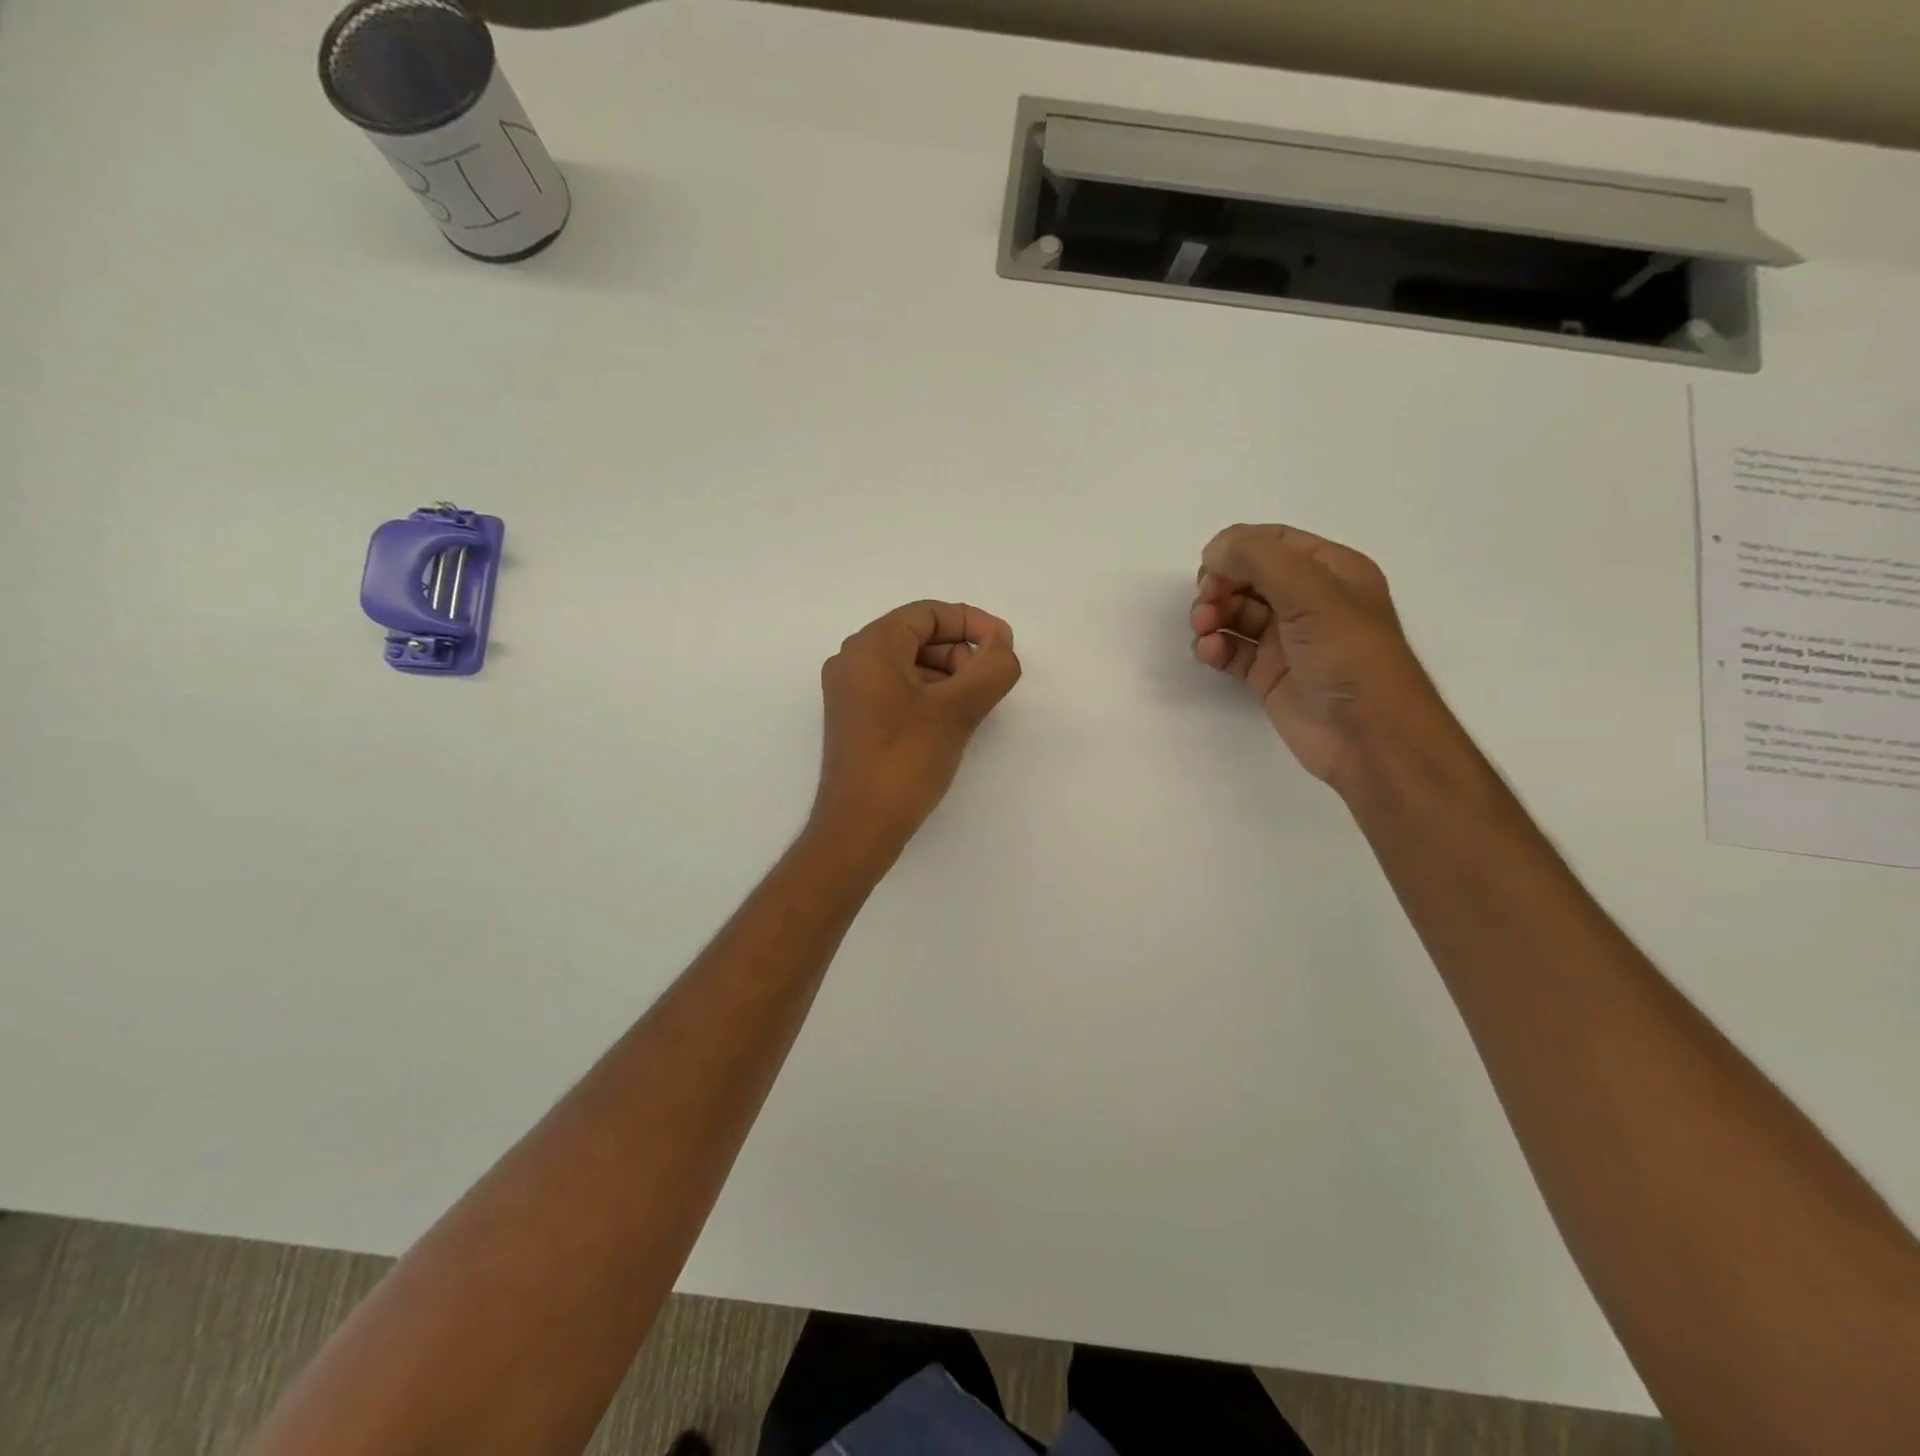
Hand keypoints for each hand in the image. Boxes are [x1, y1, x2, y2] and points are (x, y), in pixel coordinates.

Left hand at [812, 601, 1021, 853]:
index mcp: (870, 646)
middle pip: (919, 636)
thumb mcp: (958, 710)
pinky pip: (899, 690)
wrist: (859, 827)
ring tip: (971, 710)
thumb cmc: (905, 760)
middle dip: (961, 653)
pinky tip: (949, 725)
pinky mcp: (856, 720)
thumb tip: (1001, 642)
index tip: (1005, 647)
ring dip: (948, 677)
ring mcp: (851, 692)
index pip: (928, 613)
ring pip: (911, 665)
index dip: (972, 623)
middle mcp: (853, 661)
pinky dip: (930, 696)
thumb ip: (991, 667)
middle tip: (986, 687)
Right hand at [1191, 524, 1451, 792]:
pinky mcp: (1269, 674)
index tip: (1210, 571)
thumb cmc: (1349, 656)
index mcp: (1330, 571)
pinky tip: (1209, 653)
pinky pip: (1232, 650)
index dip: (1237, 550)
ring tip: (1203, 631)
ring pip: (1235, 613)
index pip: (1273, 542)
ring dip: (1212, 616)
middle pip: (1248, 577)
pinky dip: (1215, 648)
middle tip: (1206, 606)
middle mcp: (1308, 601)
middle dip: (1220, 586)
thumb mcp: (1311, 592)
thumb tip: (1214, 550)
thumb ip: (1259, 558)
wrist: (1368, 736)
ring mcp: (1287, 640)